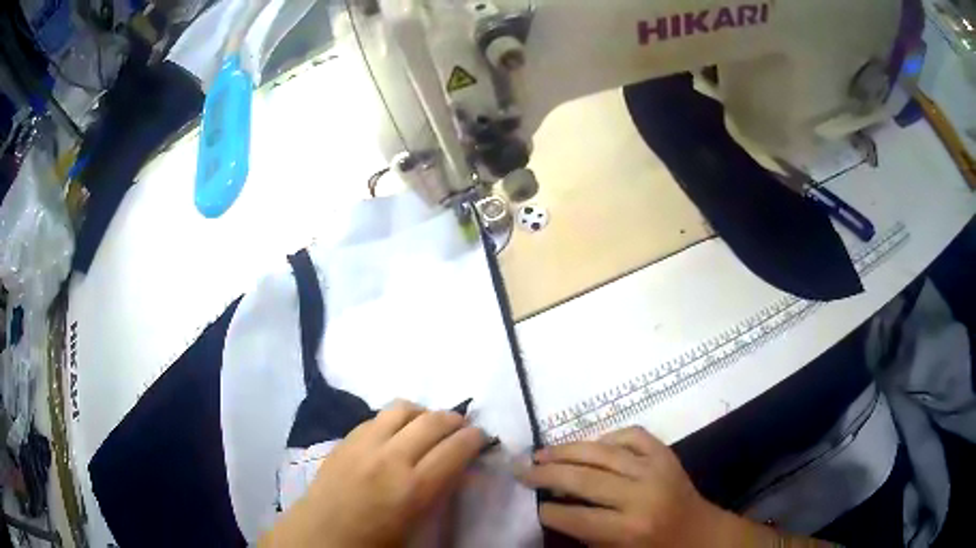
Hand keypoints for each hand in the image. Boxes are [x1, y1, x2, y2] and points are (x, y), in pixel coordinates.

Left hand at [259, 400, 486, 547]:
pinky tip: (396, 431)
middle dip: (454, 420)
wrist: (322, 536)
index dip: (474, 439)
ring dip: (423, 412)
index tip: (481, 437)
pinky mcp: (345, 440)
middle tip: (462, 427)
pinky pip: (376, 416)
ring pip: (402, 408)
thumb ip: (440, 495)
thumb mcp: (418, 527)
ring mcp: (364, 445)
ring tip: (429, 424)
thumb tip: (458, 470)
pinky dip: (395, 418)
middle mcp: (391, 458)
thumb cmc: (375, 542)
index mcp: (414, 488)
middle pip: (432, 422)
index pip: (455, 449)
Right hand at [517, 426, 729, 546]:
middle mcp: (641, 496)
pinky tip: (593, 445)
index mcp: (629, 530)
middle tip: (521, 470)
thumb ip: (585, 534)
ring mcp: (656, 470)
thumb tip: (554, 507)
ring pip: (602, 452)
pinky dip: (609, 436)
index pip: (575, 518)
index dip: (547, 511)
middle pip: (583, 480)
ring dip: (567, 450)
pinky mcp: (666, 454)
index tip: (529, 504)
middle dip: (546, 474)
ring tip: (542, 452)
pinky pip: (633, 435)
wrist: (701, 535)